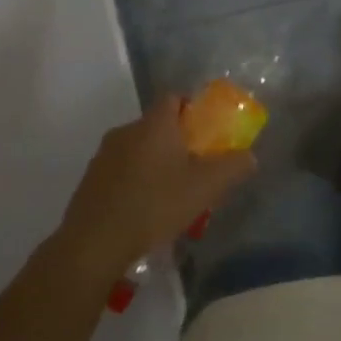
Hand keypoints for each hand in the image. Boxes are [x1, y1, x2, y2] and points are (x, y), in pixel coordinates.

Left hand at [56, 97, 255, 277]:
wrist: (95, 242)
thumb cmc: (155, 205)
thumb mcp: (205, 187)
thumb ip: (233, 167)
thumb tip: (250, 157)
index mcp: (154, 124)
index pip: (175, 98)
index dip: (193, 110)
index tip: (208, 133)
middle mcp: (126, 131)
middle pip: (158, 126)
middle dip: (178, 142)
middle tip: (197, 168)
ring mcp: (104, 155)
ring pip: (139, 150)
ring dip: (156, 164)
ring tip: (172, 195)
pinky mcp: (90, 180)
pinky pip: (122, 171)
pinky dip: (136, 182)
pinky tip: (146, 210)